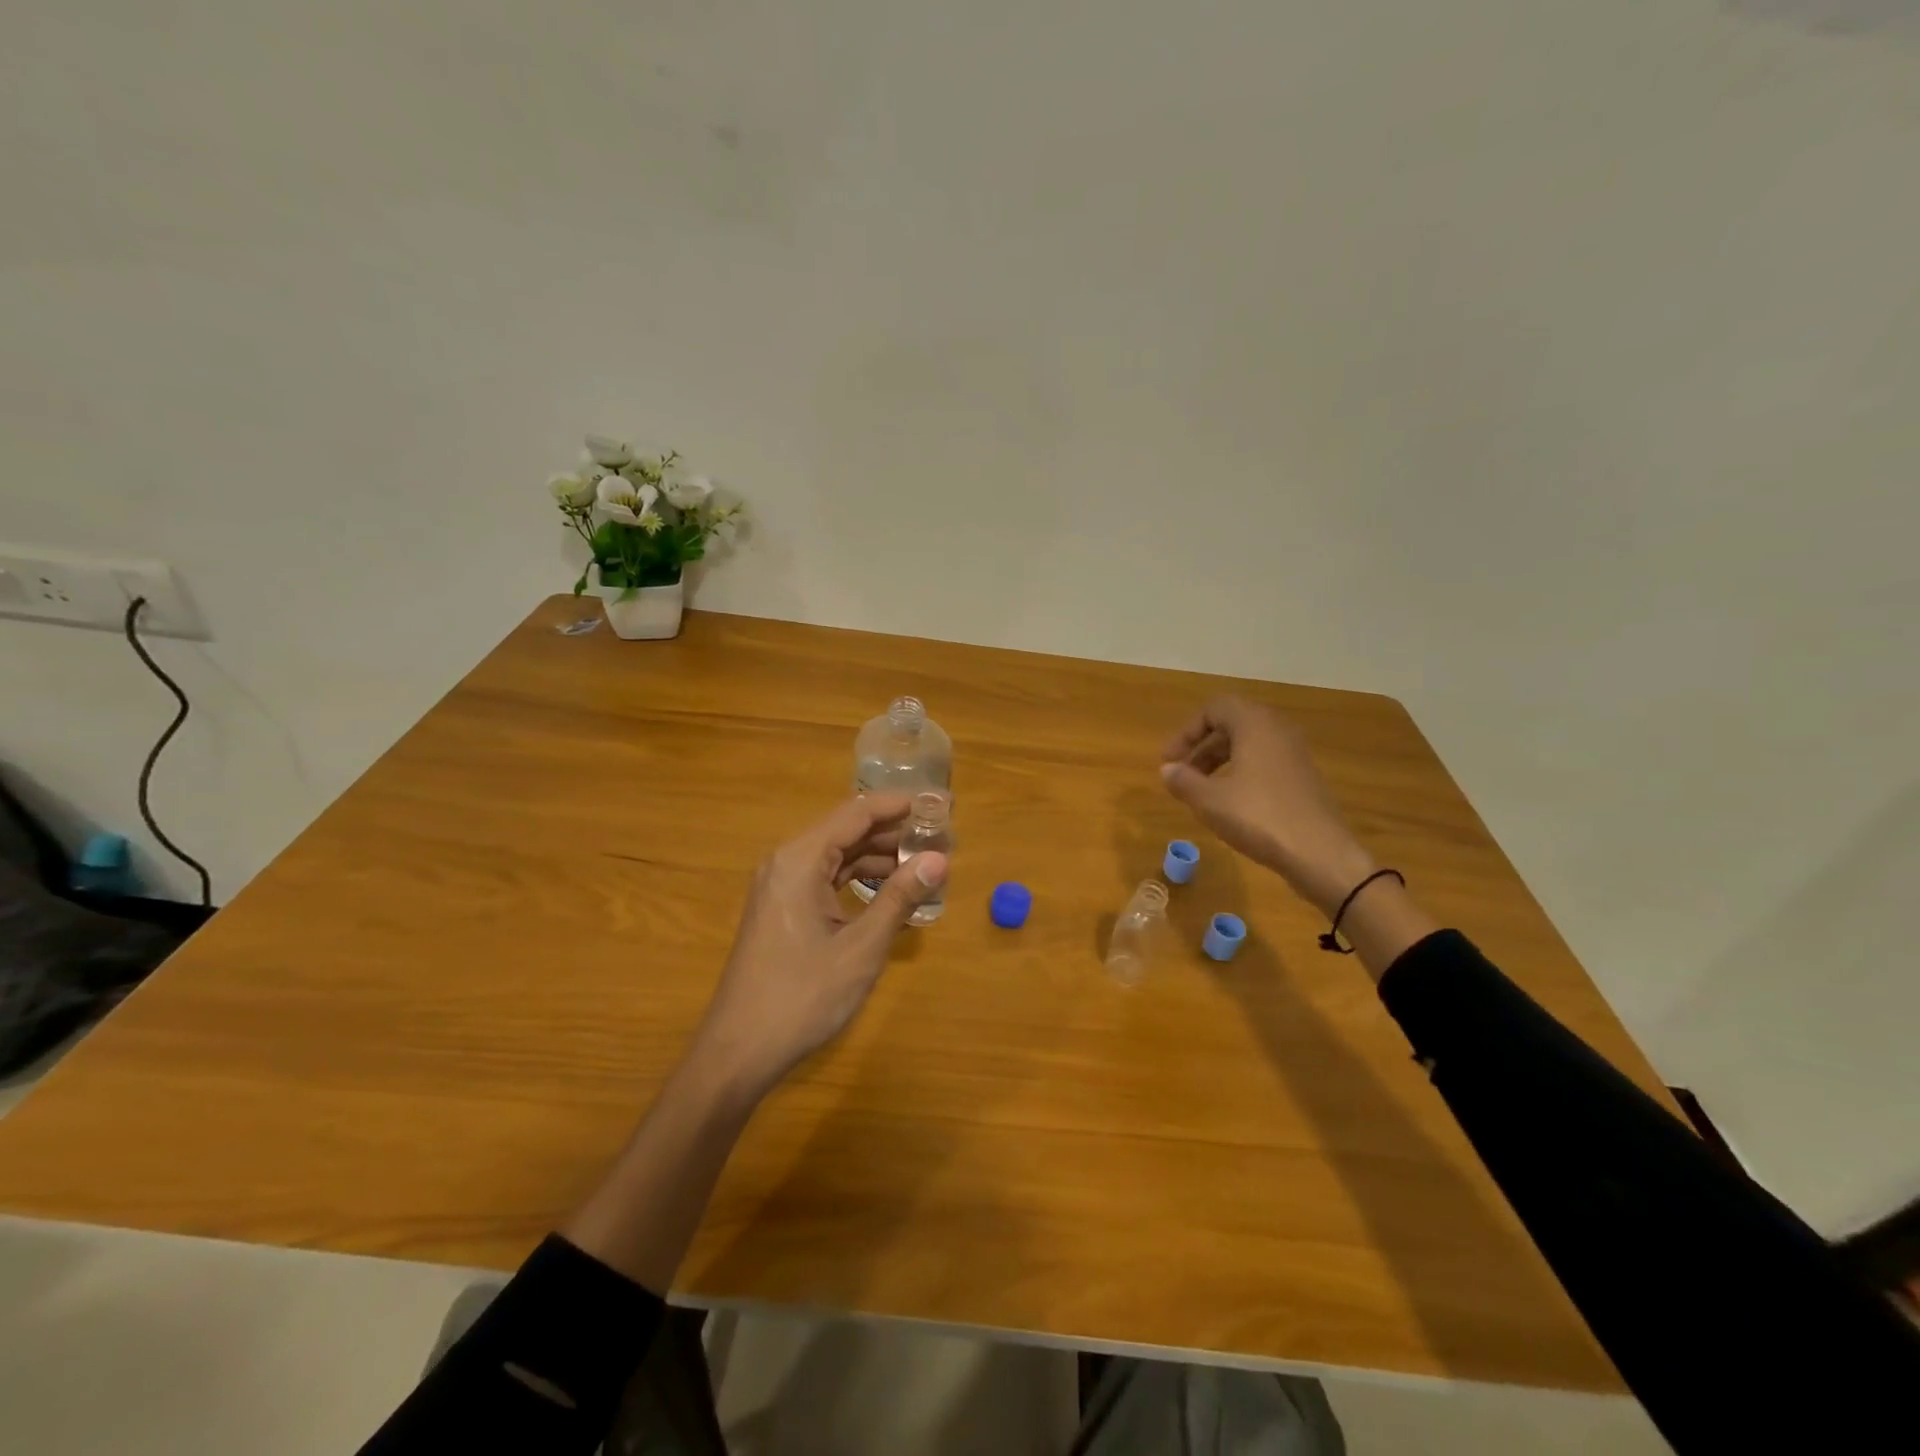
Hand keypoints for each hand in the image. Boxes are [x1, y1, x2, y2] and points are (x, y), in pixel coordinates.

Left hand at [693, 794, 948, 1097]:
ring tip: (925, 865)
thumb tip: (939, 860)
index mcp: (800, 860)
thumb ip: (899, 898)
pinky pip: (827, 879)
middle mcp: (787, 862)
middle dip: (895, 832)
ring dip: (880, 857)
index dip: (901, 805)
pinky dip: (860, 880)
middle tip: (942, 839)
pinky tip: (891, 892)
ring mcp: (781, 886)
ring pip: (838, 855)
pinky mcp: (783, 909)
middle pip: (848, 830)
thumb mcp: (861, 948)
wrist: (739, 1052)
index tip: (942, 805)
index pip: (858, 812)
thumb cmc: (801, 997)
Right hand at [1160, 698, 1375, 916]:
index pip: (1214, 709)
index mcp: (1255, 724)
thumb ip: (1183, 780)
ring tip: (1200, 790)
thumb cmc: (1259, 817)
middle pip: (1231, 725)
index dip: (1186, 732)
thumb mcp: (1209, 800)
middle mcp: (1277, 731)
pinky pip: (1264, 763)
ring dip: (1218, 762)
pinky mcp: (1303, 779)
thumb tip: (1168, 770)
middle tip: (1180, 774)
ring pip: (1248, 745)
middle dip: (1201, 747)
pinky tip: (1229, 804)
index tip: (1169, 761)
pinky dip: (1240, 774)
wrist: (1320, 854)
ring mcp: (1294, 755)